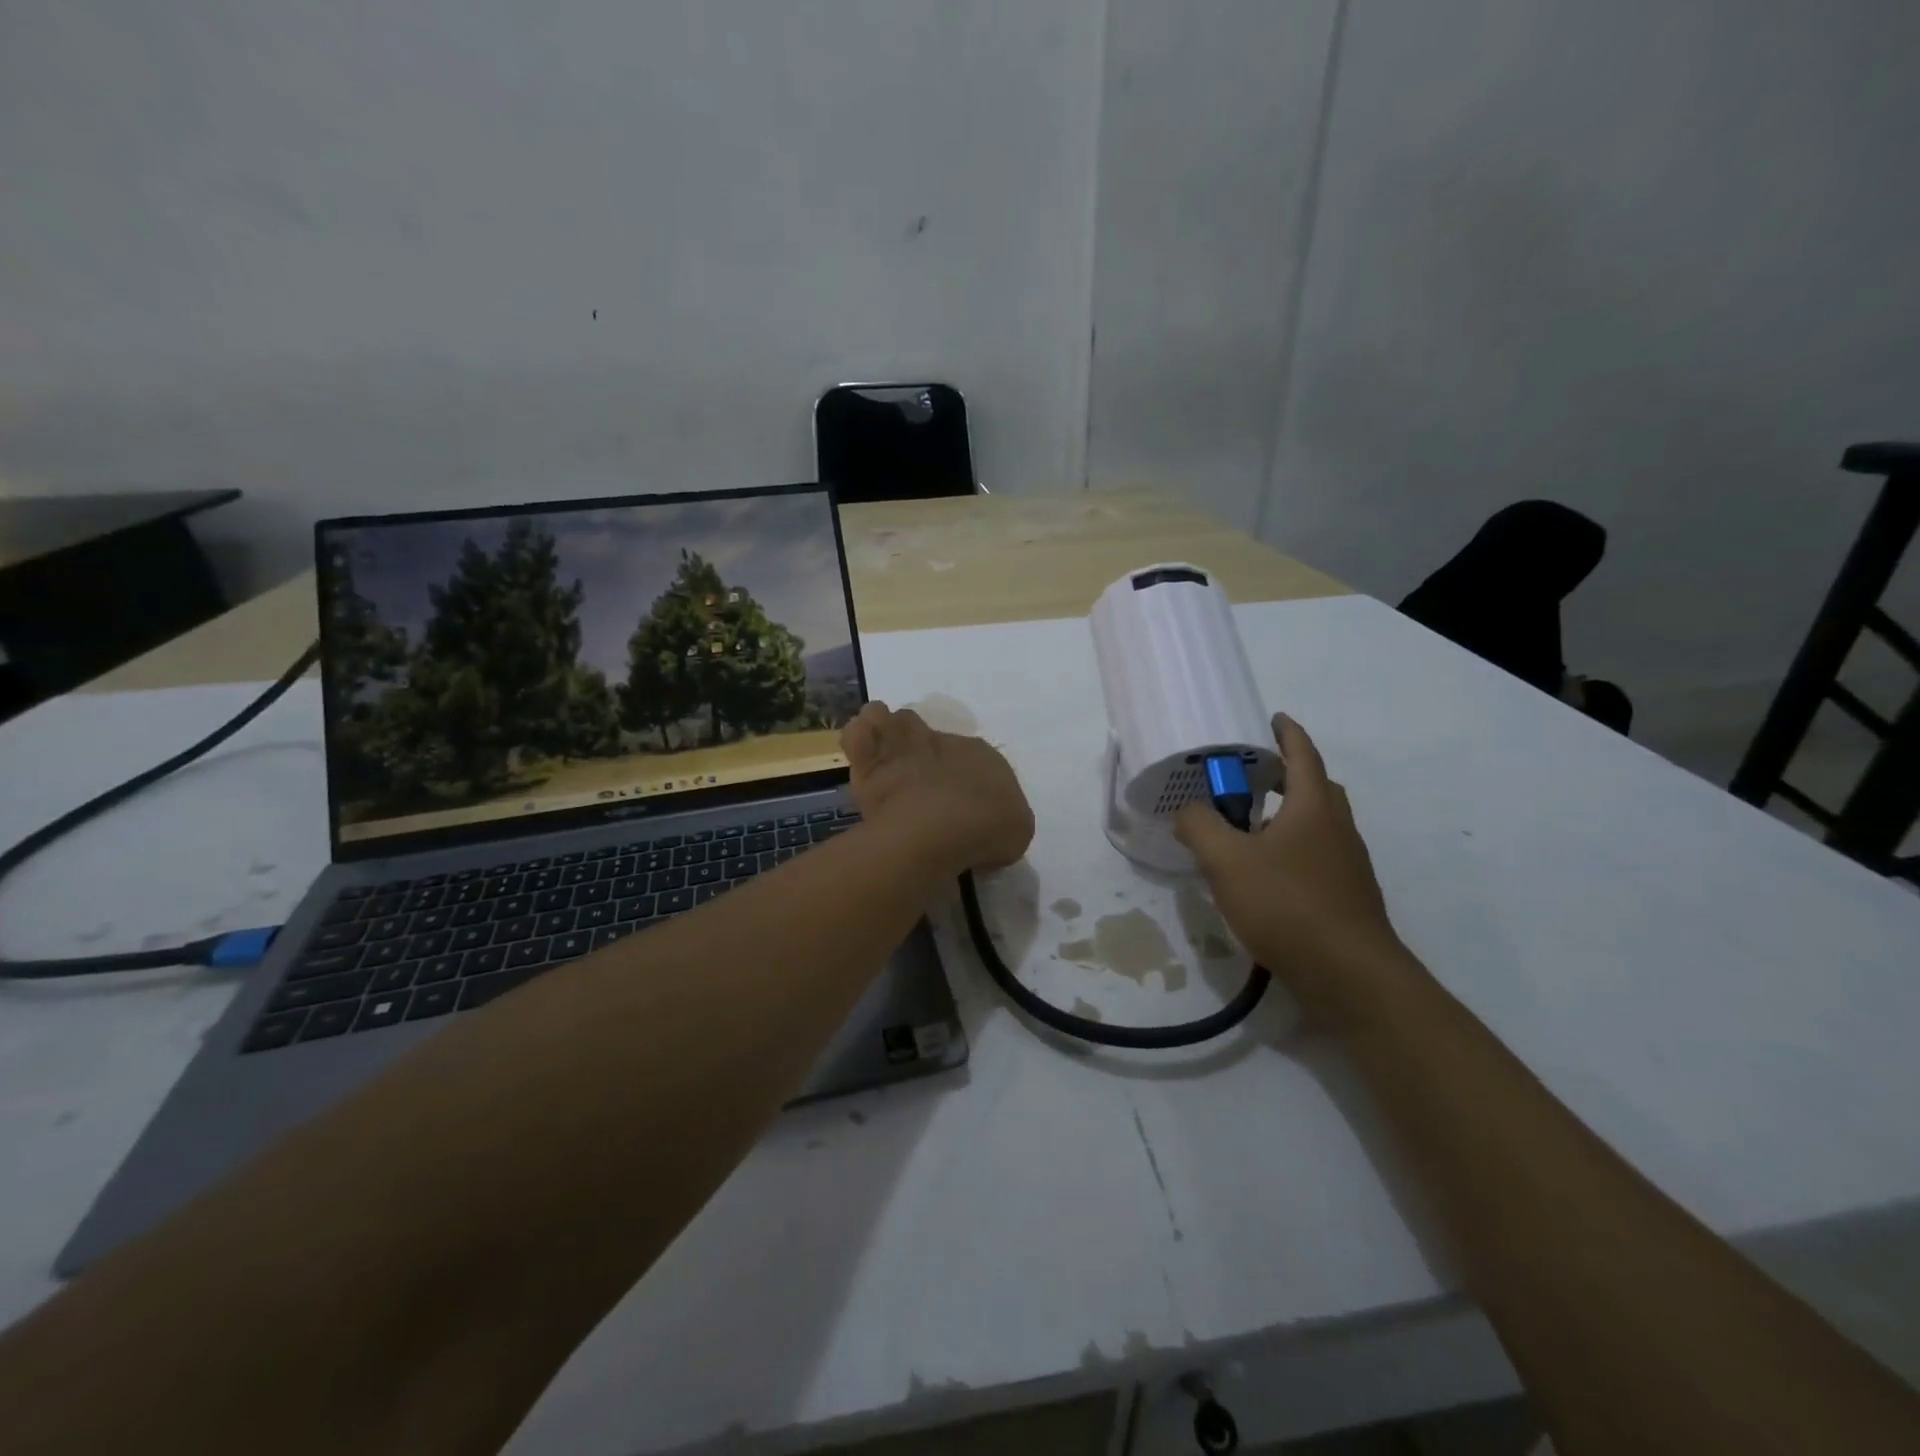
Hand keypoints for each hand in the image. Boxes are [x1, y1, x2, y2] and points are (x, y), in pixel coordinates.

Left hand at [841, 702, 1034, 874]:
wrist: (944, 826)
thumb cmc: (987, 828)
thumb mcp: (1015, 831)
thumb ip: (1001, 822)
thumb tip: (987, 828)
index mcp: (982, 755)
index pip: (971, 758)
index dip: (962, 778)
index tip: (957, 807)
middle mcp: (944, 743)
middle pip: (927, 733)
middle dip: (920, 748)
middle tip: (916, 779)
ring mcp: (904, 748)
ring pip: (890, 721)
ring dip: (886, 730)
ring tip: (883, 752)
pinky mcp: (871, 763)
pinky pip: (859, 737)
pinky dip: (859, 739)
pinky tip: (861, 750)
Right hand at [1175, 715, 1427, 1024]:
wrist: (1349, 975)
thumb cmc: (1288, 904)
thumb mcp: (1227, 861)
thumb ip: (1200, 827)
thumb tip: (1189, 812)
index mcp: (1314, 807)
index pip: (1303, 754)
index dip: (1287, 732)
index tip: (1271, 718)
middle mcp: (1338, 828)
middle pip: (1316, 787)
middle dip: (1287, 773)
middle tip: (1251, 773)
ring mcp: (1347, 864)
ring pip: (1318, 824)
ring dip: (1288, 813)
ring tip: (1247, 824)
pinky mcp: (1345, 896)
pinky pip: (1316, 855)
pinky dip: (1291, 848)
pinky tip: (1263, 873)